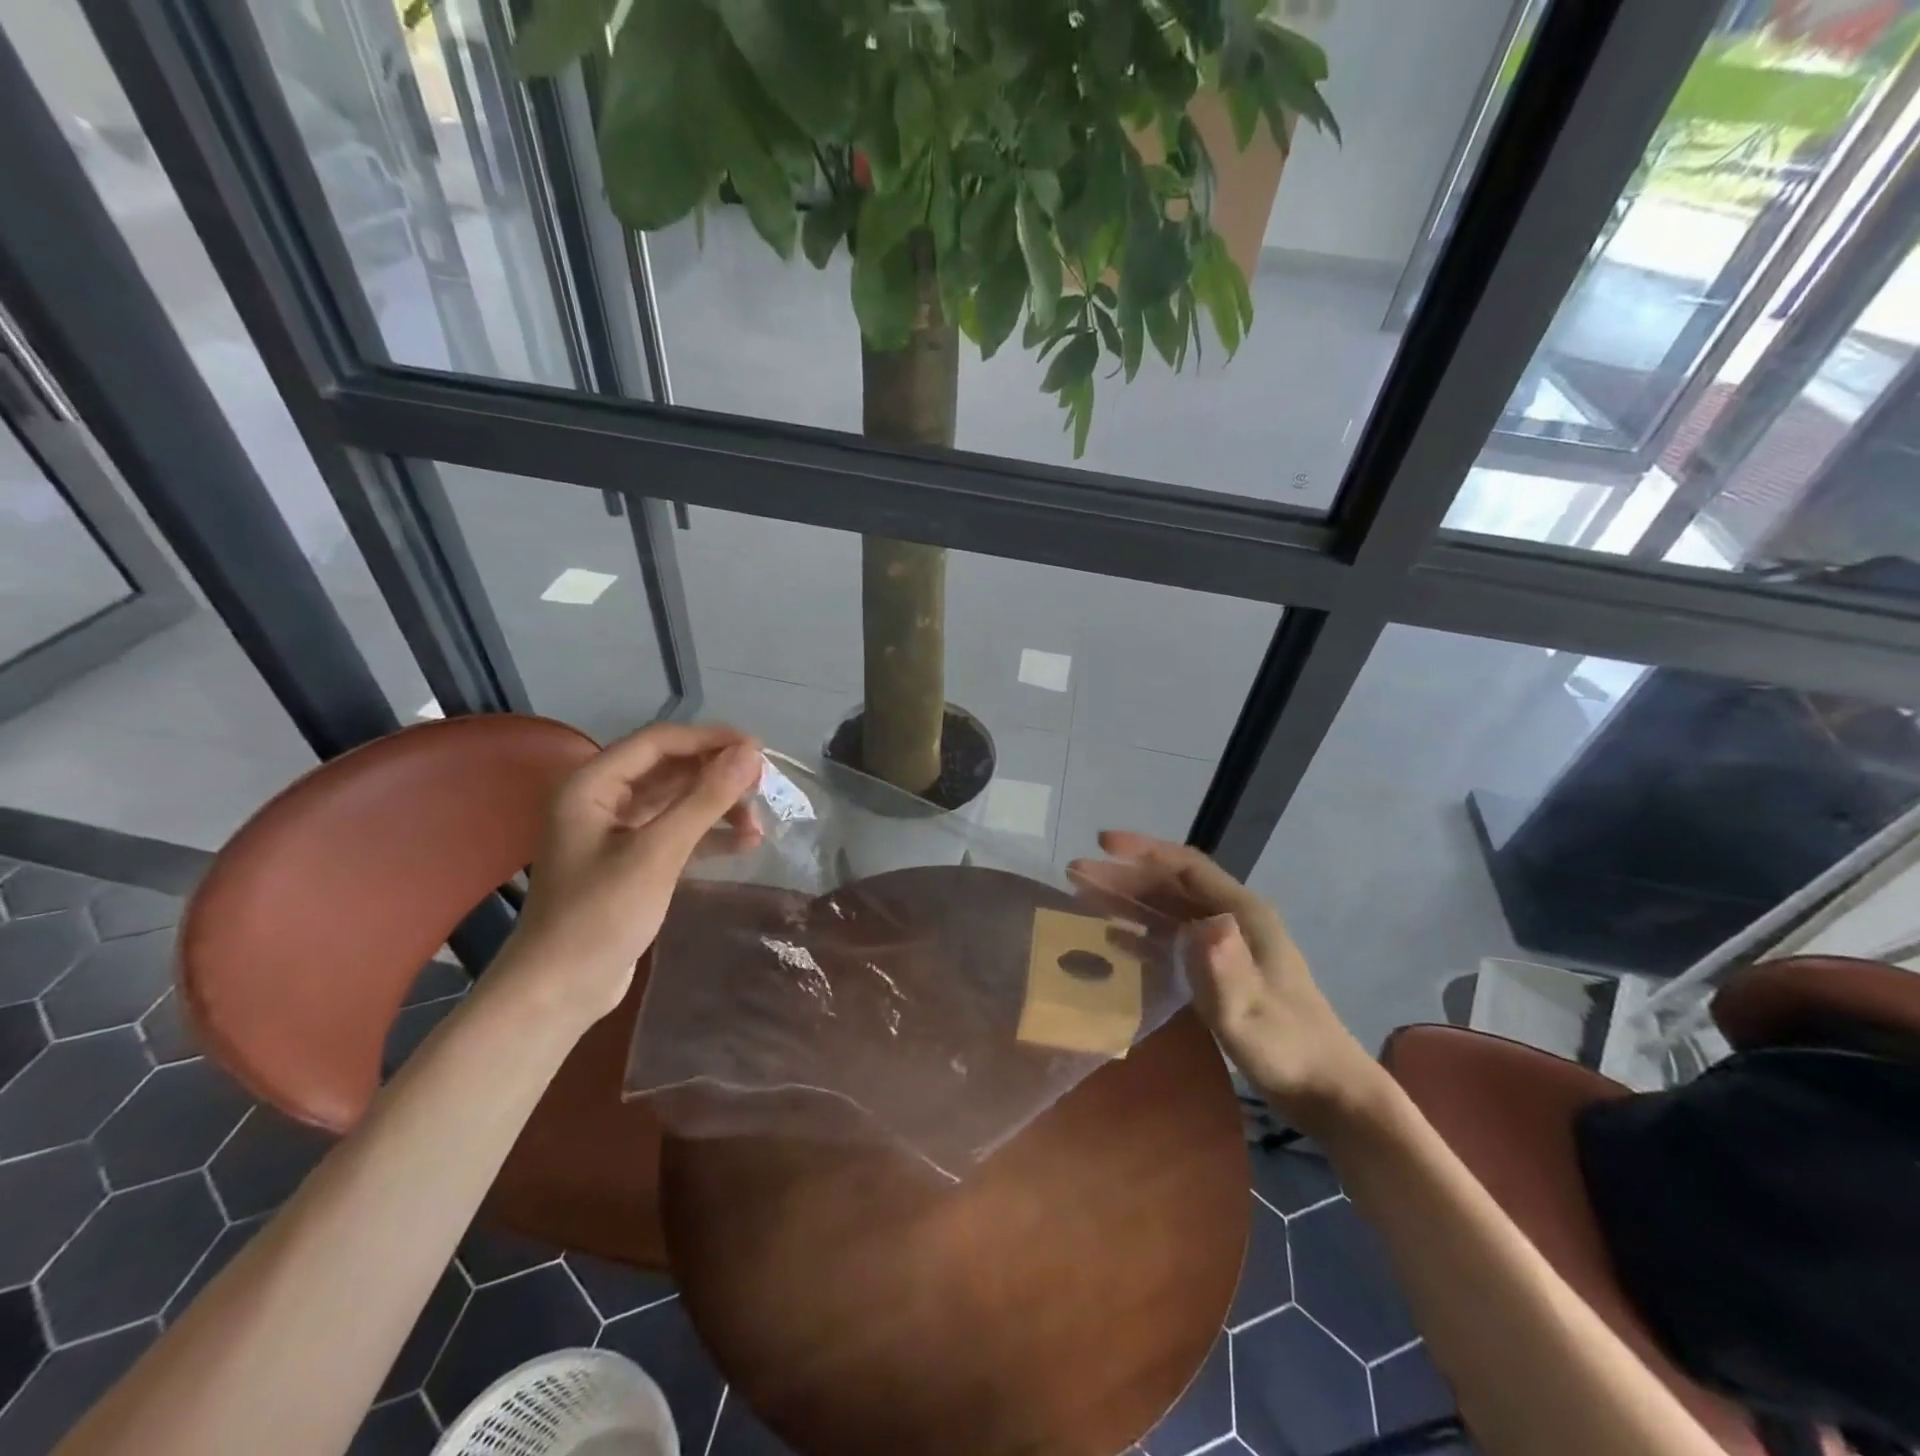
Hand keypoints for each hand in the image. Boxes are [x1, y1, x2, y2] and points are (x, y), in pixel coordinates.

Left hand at [497, 723, 764, 1028]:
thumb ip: (705, 799)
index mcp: (591, 785)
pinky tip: (744, 845)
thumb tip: (752, 753)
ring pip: (676, 802)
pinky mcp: (632, 862)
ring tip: (757, 824)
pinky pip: (676, 833)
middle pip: (669, 770)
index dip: (709, 740)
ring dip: (717, 808)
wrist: (559, 992)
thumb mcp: (658, 852)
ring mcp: (616, 833)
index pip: (658, 742)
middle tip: (763, 785)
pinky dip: (708, 836)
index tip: (758, 749)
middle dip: (717, 776)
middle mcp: (601, 800)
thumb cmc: (600, 915)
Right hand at [1069, 831, 1384, 1129]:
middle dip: (1124, 876)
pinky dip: (1143, 930)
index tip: (1101, 843)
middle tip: (1076, 874)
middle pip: (1171, 885)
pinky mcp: (1223, 970)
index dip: (1143, 851)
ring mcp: (1230, 945)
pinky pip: (1174, 937)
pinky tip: (1117, 937)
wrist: (1328, 1091)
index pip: (1186, 866)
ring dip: (1130, 900)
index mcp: (1243, 914)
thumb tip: (1204, 923)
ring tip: (1085, 897)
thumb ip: (1225, 969)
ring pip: (1170, 909)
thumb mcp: (1250, 1012)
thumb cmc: (1288, 1049)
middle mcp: (1235, 919)